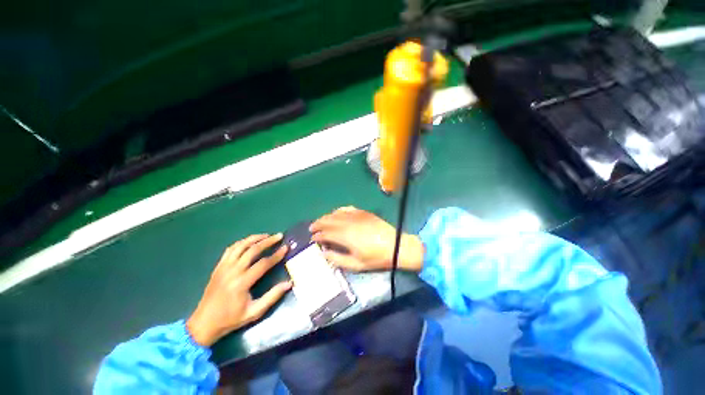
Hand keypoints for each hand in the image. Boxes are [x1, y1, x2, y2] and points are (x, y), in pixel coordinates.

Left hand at [186, 234, 291, 346]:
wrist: (204, 323)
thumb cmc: (231, 319)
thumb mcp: (254, 312)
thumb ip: (272, 296)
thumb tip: (289, 283)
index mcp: (241, 283)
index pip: (263, 263)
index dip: (276, 255)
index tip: (286, 248)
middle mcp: (232, 271)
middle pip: (252, 250)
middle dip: (268, 241)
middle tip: (279, 236)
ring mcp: (223, 267)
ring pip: (240, 246)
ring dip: (255, 238)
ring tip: (267, 235)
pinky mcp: (218, 267)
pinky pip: (230, 249)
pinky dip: (241, 242)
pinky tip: (249, 242)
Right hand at [310, 207, 423, 271]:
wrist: (396, 245)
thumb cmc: (376, 258)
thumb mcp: (356, 264)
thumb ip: (337, 259)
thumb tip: (324, 253)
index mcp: (345, 236)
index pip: (325, 233)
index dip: (317, 236)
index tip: (312, 239)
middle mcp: (348, 222)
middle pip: (328, 220)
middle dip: (318, 224)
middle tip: (311, 228)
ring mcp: (356, 215)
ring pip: (336, 213)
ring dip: (326, 217)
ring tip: (321, 221)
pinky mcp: (363, 212)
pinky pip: (347, 208)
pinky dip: (338, 210)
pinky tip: (336, 213)